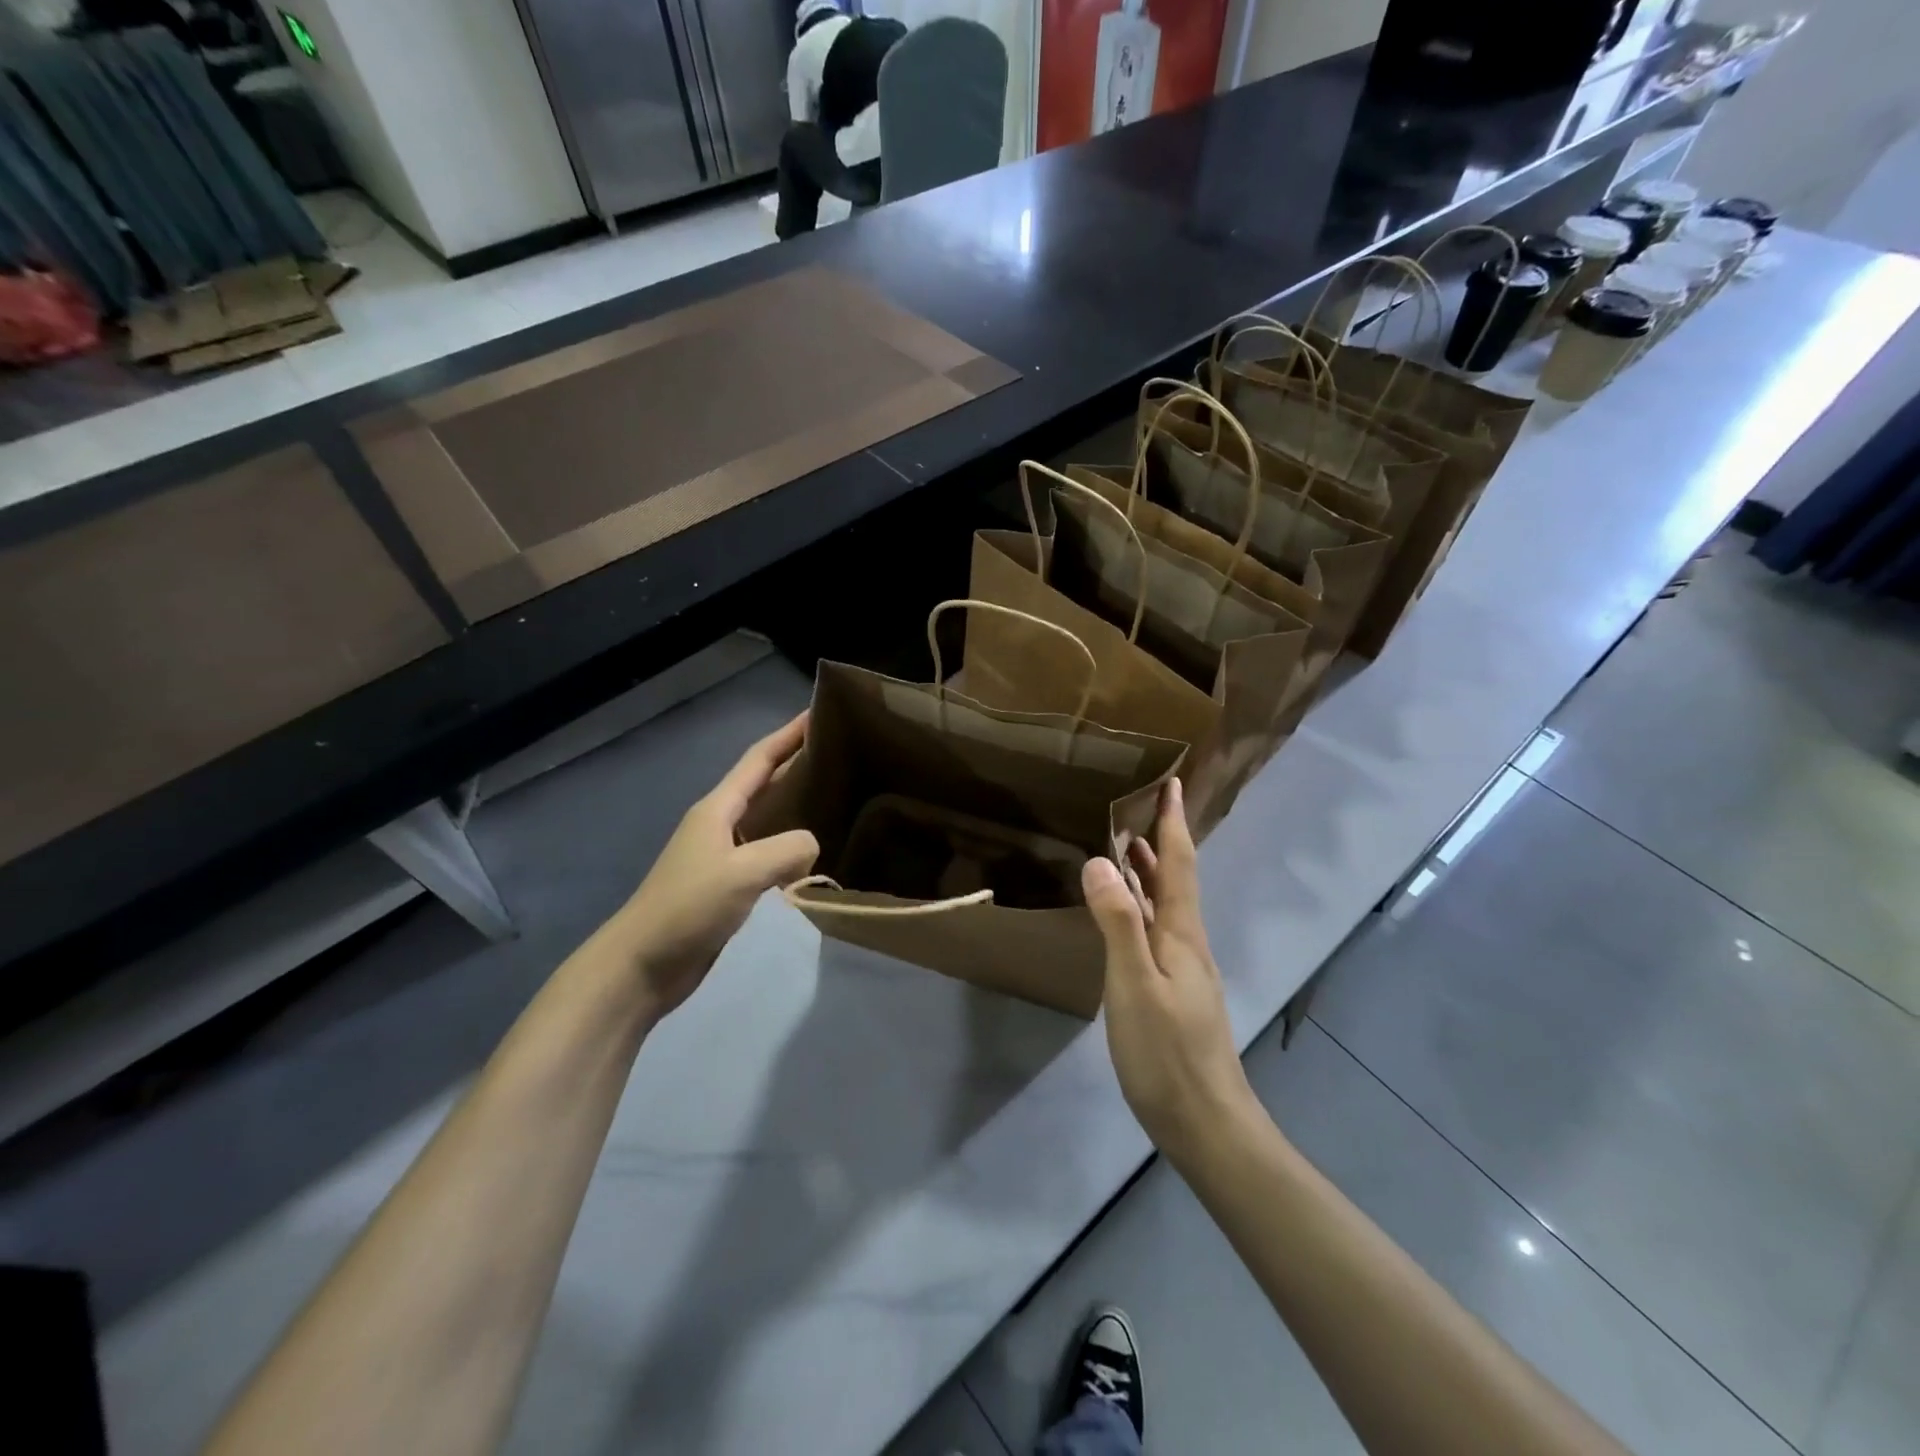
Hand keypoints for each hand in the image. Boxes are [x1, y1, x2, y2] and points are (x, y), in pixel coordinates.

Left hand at [609, 713, 818, 1021]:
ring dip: (796, 804)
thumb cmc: (687, 909)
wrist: (641, 965)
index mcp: (718, 809)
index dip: (788, 735)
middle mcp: (719, 824)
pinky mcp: (726, 885)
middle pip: (764, 783)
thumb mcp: (742, 873)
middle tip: (841, 753)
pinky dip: (790, 845)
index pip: (759, 760)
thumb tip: (813, 845)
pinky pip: (767, 852)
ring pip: (767, 819)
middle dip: (797, 764)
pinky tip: (813, 853)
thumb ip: (787, 851)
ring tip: (837, 797)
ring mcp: (721, 856)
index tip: (819, 712)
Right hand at [1083, 778, 1256, 1162]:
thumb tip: (1100, 860)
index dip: (1173, 823)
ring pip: (1167, 906)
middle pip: (1175, 880)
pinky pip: (1158, 930)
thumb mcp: (1134, 986)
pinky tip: (1127, 917)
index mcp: (1181, 933)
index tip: (1171, 784)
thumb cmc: (1167, 1053)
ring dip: (1151, 873)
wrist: (1206, 1123)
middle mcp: (1188, 943)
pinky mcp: (1176, 992)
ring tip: (1128, 849)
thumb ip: (1118, 923)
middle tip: (1140, 808)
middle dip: (1161, 840)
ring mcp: (1185, 969)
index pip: (1178, 864)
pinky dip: (1143, 906)